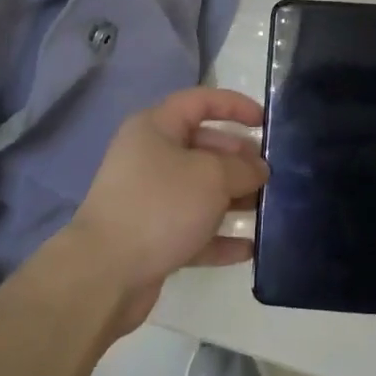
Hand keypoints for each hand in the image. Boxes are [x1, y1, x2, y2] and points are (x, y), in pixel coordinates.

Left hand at [64, 88, 267, 332]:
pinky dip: (219, 236)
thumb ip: (242, 168)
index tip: (266, 122)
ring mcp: (149, 199)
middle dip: (239, 158)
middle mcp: (150, 157)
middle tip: (271, 174)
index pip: (200, 101)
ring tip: (268, 208)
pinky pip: (193, 229)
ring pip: (200, 190)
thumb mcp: (211, 177)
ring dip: (233, 198)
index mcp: (156, 128)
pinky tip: (250, 248)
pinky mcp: (152, 237)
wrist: (104, 274)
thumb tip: (258, 169)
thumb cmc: (160, 206)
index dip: (234, 106)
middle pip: (203, 147)